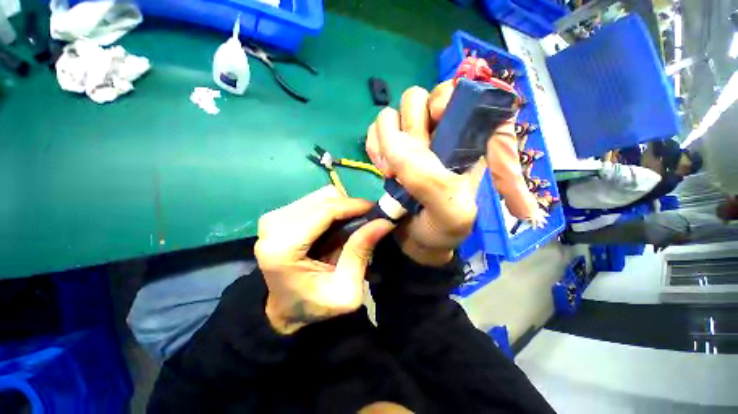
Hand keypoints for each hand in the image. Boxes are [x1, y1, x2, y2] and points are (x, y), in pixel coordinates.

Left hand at [255, 186, 393, 334]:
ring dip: (341, 208)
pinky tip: (335, 226)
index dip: (354, 206)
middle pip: (324, 198)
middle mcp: (272, 225)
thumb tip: (383, 222)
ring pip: (320, 196)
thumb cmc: (314, 305)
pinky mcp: (277, 214)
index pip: (325, 210)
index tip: (376, 210)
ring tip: (350, 226)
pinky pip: (314, 200)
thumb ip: (360, 253)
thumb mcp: (346, 290)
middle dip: (350, 207)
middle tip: (366, 221)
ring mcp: (273, 217)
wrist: (285, 309)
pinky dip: (332, 209)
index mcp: (283, 247)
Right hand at [365, 81, 515, 265]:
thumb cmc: (441, 229)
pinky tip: (382, 168)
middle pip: (418, 99)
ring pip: (393, 113)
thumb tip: (395, 145)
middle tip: (407, 163)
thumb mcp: (450, 213)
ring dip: (386, 140)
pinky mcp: (390, 148)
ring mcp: (410, 140)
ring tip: (391, 172)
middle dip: (410, 129)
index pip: (460, 93)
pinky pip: (375, 130)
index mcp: (467, 142)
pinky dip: (374, 146)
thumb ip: (430, 181)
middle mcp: (439, 134)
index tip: (433, 124)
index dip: (444, 100)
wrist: (416, 242)